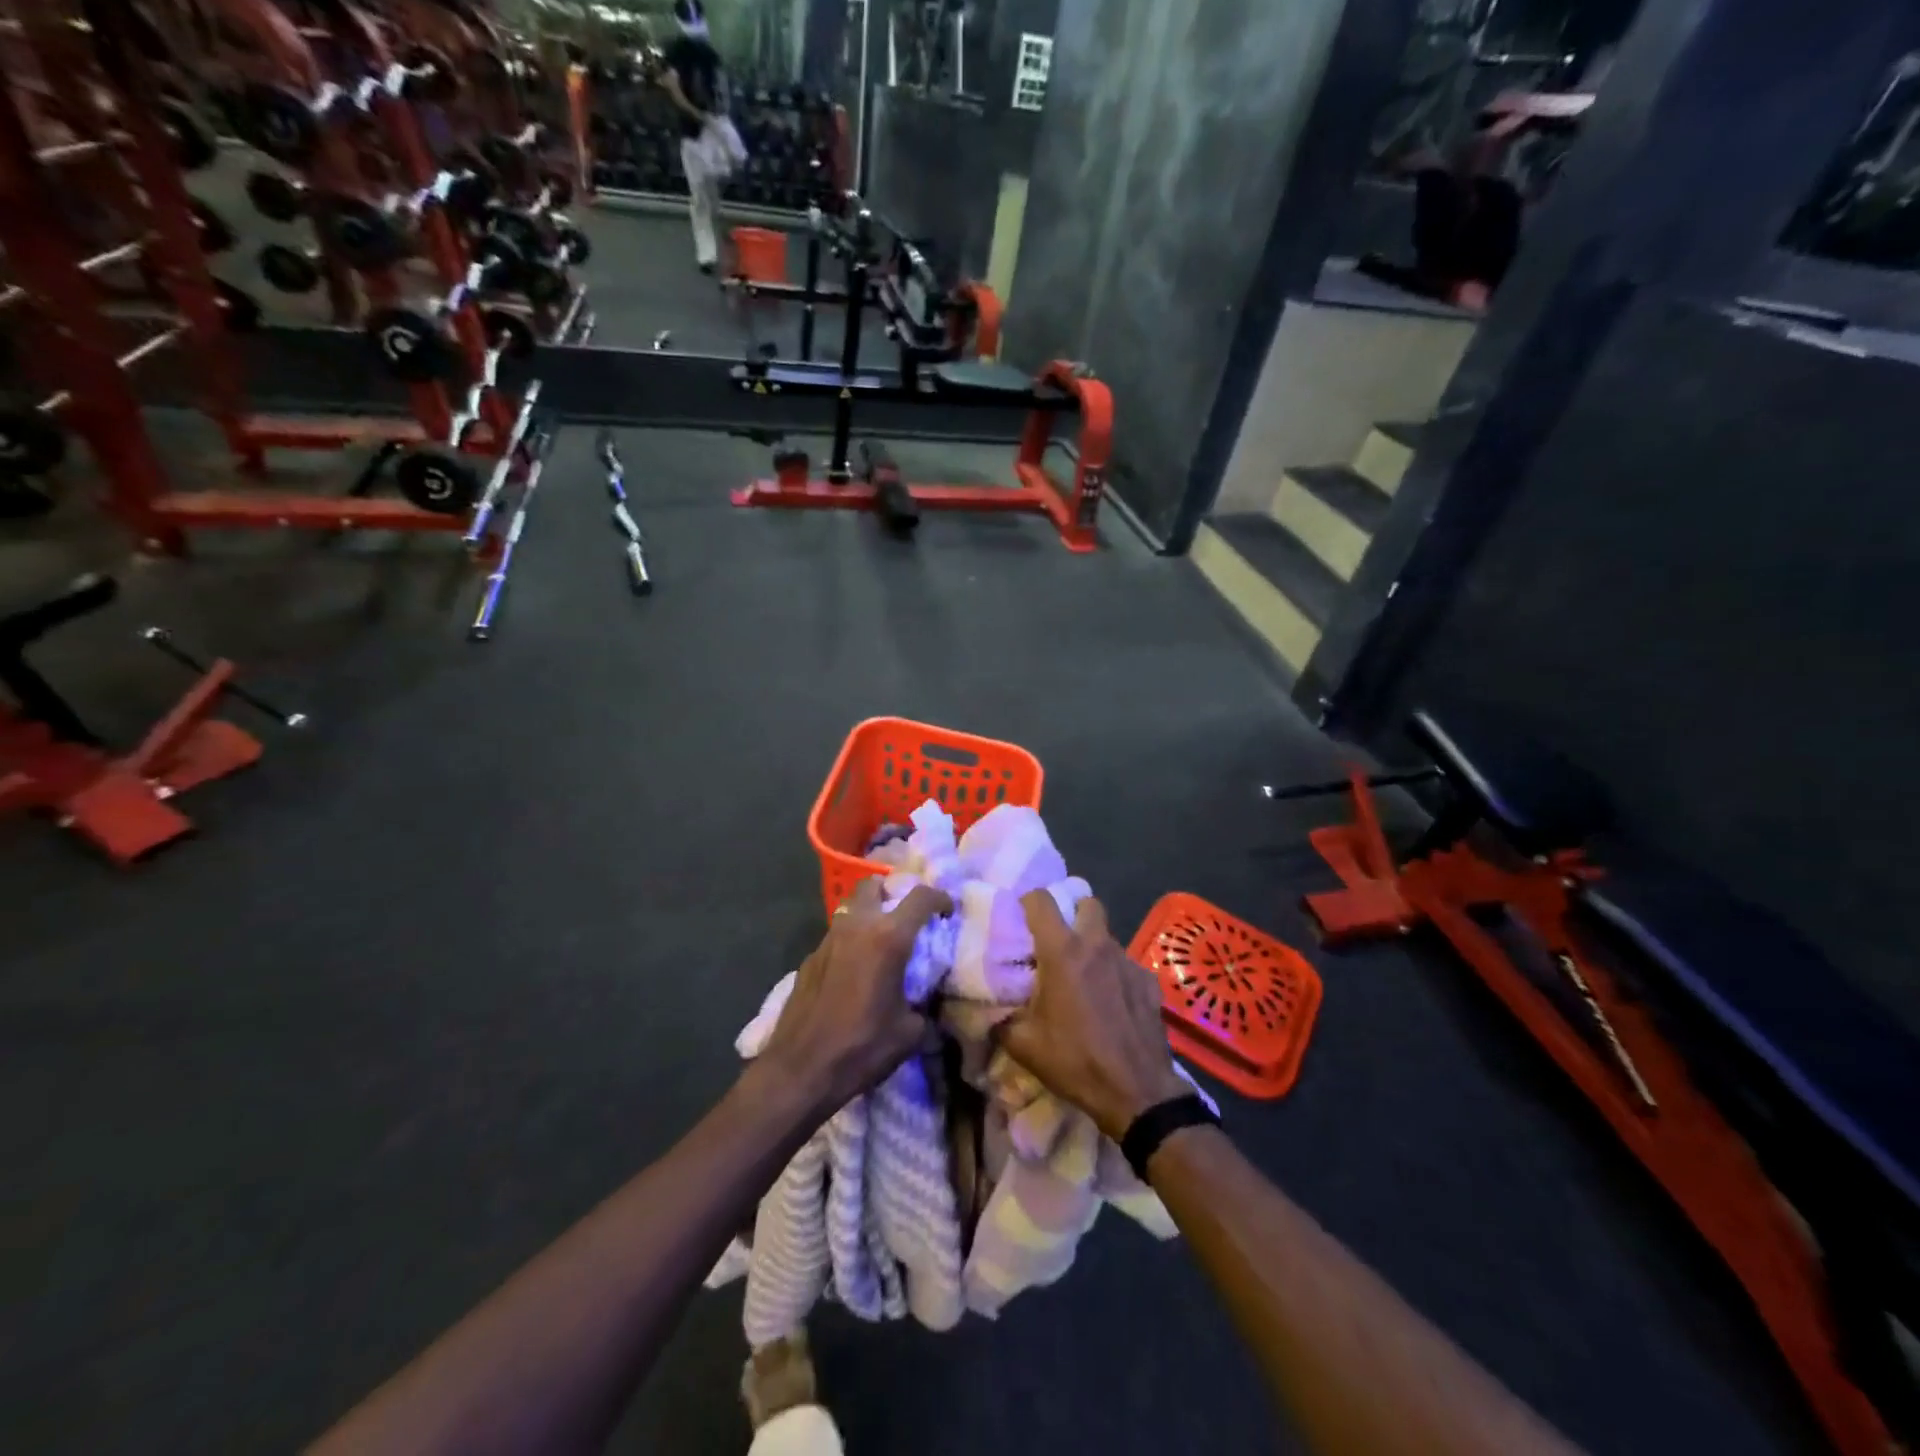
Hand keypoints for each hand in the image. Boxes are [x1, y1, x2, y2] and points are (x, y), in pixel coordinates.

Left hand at [756, 879, 952, 1118]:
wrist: (800, 1070)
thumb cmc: (862, 1047)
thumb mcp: (910, 1032)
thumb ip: (924, 1007)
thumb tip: (926, 1004)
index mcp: (888, 938)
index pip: (920, 897)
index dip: (940, 898)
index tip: (947, 910)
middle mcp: (857, 927)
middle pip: (873, 885)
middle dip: (891, 891)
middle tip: (905, 915)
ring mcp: (827, 940)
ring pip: (851, 910)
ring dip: (868, 916)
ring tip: (881, 945)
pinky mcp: (809, 959)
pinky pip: (836, 938)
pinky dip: (850, 944)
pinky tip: (854, 974)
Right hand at [995, 892, 1190, 1140]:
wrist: (1137, 1092)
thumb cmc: (1075, 1061)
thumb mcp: (1024, 1046)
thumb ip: (1003, 1020)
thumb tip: (992, 1014)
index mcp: (1062, 952)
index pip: (1041, 900)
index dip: (1028, 902)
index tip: (1022, 918)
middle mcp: (1096, 945)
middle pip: (1087, 903)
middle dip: (1073, 913)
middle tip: (1059, 939)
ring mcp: (1127, 961)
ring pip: (1107, 936)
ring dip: (1094, 947)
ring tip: (1085, 978)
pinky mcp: (1149, 981)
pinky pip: (1127, 964)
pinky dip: (1116, 974)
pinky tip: (1113, 1003)